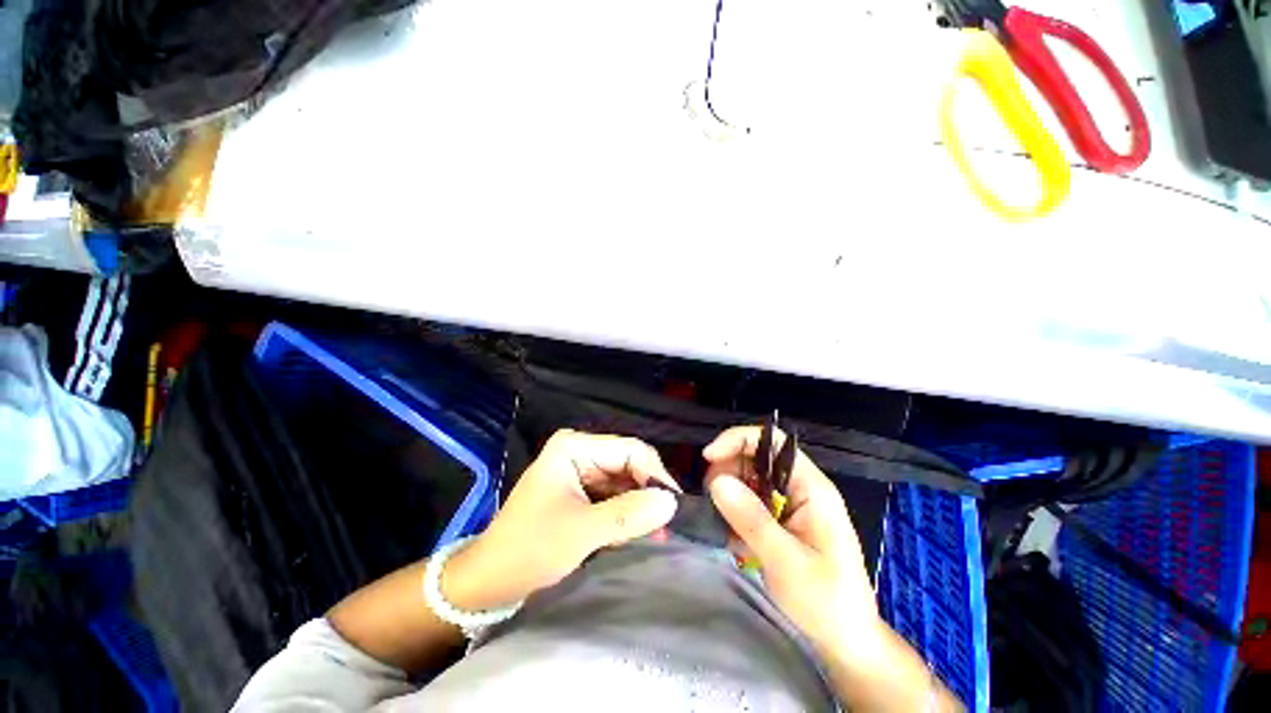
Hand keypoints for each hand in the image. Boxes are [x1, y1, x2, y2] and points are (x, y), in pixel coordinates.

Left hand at [444, 429, 679, 610]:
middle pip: (629, 463)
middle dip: (648, 492)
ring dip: (640, 505)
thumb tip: (672, 503)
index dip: (654, 475)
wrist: (490, 579)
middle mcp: (580, 451)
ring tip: (657, 532)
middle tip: (668, 523)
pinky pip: (615, 495)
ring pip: (625, 481)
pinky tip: (640, 531)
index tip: (673, 506)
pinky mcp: (582, 490)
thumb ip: (628, 515)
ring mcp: (581, 470)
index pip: (629, 450)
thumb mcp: (581, 532)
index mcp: (575, 446)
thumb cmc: (529, 549)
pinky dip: (627, 512)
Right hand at [703, 426, 883, 663]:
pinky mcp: (783, 520)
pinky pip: (751, 501)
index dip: (738, 440)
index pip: (773, 442)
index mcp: (812, 488)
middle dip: (728, 468)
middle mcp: (801, 488)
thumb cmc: (826, 602)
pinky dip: (735, 510)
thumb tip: (716, 480)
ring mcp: (792, 504)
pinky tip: (730, 534)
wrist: (847, 640)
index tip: (709, 458)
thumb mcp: (786, 562)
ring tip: (719, 519)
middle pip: (757, 457)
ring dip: (729, 492)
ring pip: (751, 478)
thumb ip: (752, 519)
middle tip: (710, 497)